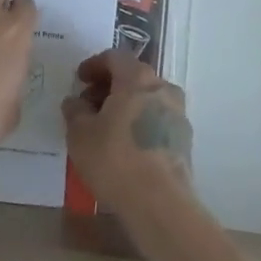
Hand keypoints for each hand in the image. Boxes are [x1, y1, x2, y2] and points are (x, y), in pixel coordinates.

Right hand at [62, 49, 193, 211]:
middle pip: (133, 76)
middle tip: (89, 104)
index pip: (115, 57)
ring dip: (125, 105)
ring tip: (105, 127)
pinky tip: (124, 145)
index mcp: (138, 78)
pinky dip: (139, 123)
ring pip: (147, 99)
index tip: (79, 79)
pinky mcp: (184, 140)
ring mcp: (178, 114)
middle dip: (109, 86)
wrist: (160, 203)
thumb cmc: (115, 159)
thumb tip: (76, 102)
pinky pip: (156, 120)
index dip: (94, 65)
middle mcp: (162, 88)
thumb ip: (75, 110)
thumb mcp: (80, 133)